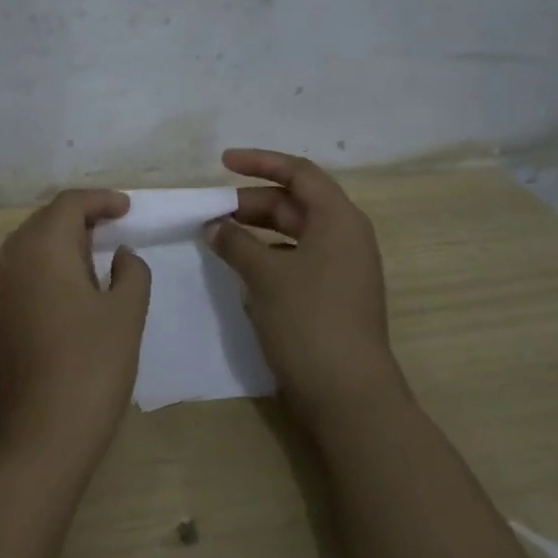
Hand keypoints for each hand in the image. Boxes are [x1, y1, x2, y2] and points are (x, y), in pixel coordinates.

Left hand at [0, 190, 150, 476]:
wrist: (34, 440)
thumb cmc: (89, 368)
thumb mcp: (126, 315)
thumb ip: (131, 273)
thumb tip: (120, 255)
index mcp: (42, 249)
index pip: (69, 204)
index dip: (100, 200)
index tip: (127, 209)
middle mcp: (10, 262)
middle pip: (43, 222)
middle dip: (78, 219)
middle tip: (112, 230)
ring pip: (27, 250)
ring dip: (59, 245)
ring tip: (94, 260)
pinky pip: (19, 278)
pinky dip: (45, 272)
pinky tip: (68, 298)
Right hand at [206, 149, 406, 427]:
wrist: (348, 395)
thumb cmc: (309, 321)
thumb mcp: (265, 275)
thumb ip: (235, 243)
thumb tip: (214, 226)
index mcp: (338, 220)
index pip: (299, 173)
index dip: (260, 162)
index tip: (222, 163)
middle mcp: (345, 237)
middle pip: (294, 203)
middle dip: (250, 203)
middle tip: (210, 212)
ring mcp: (341, 269)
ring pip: (292, 234)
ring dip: (255, 231)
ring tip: (217, 239)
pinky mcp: (331, 296)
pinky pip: (295, 260)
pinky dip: (266, 257)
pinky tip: (239, 270)